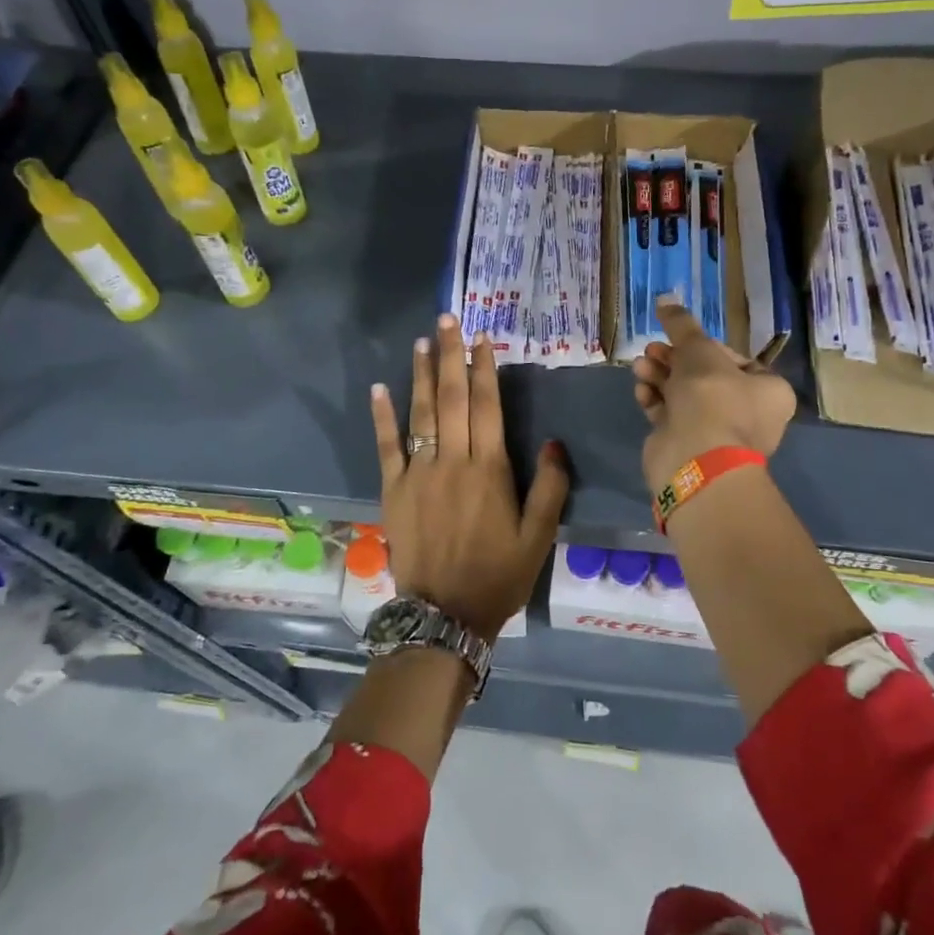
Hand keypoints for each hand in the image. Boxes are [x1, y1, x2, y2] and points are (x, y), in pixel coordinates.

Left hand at [371, 314, 569, 641]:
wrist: (444, 614)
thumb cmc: (498, 575)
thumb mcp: (539, 538)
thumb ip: (551, 487)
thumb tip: (554, 442)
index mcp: (490, 470)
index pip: (487, 406)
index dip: (485, 369)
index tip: (483, 338)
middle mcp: (452, 462)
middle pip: (451, 398)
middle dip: (451, 355)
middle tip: (447, 320)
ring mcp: (418, 474)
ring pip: (420, 413)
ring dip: (421, 375)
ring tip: (422, 341)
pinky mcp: (393, 490)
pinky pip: (386, 446)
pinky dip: (382, 416)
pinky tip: (379, 388)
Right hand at [632, 299, 795, 495]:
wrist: (695, 459)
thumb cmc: (712, 398)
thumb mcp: (699, 350)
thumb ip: (682, 324)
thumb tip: (666, 298)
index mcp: (768, 390)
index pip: (735, 358)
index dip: (703, 345)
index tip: (680, 338)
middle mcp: (748, 413)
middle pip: (704, 376)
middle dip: (673, 359)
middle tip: (651, 350)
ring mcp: (716, 433)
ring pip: (684, 395)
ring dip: (660, 376)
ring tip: (640, 367)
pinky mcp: (688, 446)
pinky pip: (671, 416)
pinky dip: (656, 401)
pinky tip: (642, 392)